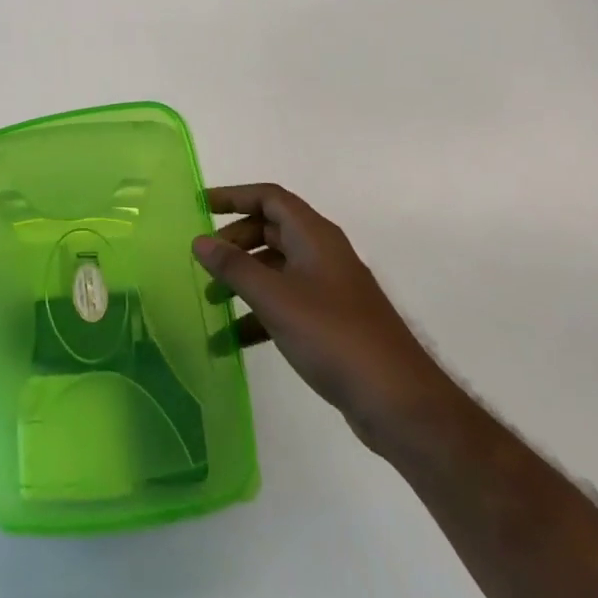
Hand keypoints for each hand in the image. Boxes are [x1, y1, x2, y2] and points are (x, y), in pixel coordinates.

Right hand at [194, 184, 457, 455]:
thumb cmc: (333, 335)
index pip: (270, 198)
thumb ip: (234, 267)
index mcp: (314, 236)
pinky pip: (286, 303)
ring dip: (243, 280)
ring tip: (211, 301)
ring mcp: (329, 289)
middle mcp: (322, 254)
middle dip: (234, 242)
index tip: (200, 205)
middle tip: (204, 261)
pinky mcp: (331, 322)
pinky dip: (259, 314)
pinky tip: (233, 340)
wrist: (398, 401)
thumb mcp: (275, 298)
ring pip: (276, 269)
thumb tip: (199, 240)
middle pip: (271, 231)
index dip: (234, 196)